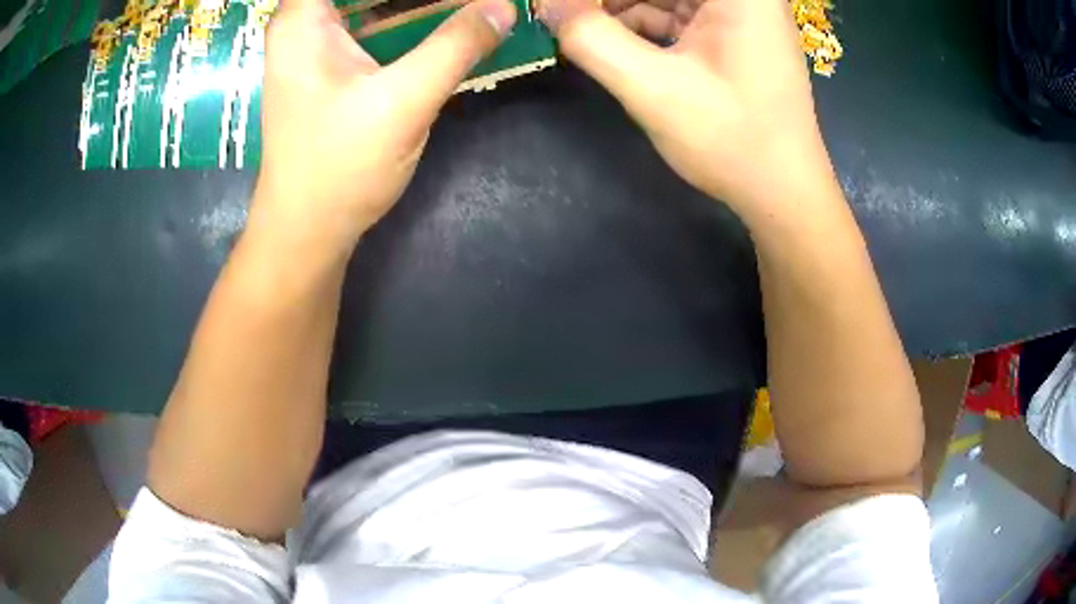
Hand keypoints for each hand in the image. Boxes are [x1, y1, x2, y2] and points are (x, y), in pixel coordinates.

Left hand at [250, 0, 516, 253]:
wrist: (309, 230)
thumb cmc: (339, 167)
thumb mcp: (403, 101)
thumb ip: (456, 45)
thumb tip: (504, 5)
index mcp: (304, 16)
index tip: (454, 0)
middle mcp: (306, 21)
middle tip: (473, 2)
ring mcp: (319, 43)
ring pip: (374, 3)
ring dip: (421, 5)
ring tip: (467, 8)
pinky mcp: (335, 64)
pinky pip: (377, 23)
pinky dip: (411, 18)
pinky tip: (447, 22)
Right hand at [538, 0, 835, 222]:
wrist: (783, 193)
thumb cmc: (732, 140)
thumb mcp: (653, 88)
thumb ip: (591, 40)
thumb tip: (547, 5)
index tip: (565, 9)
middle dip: (611, 3)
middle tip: (567, 17)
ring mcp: (741, 11)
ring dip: (621, 10)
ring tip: (583, 30)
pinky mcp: (734, 33)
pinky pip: (676, 13)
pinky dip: (642, 25)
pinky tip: (613, 42)